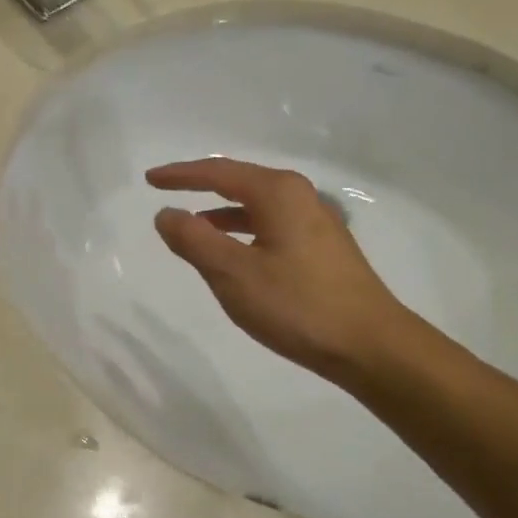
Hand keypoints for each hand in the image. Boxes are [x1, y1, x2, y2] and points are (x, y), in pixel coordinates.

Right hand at [147, 157, 412, 385]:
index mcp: (277, 193)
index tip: (149, 180)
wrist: (368, 345)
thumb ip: (194, 240)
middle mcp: (300, 197)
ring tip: (191, 228)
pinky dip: (242, 233)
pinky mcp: (322, 250)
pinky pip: (270, 227)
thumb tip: (166, 214)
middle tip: (168, 194)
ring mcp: (315, 223)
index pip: (218, 172)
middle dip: (201, 188)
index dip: (180, 175)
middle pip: (240, 182)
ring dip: (221, 214)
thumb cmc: (296, 305)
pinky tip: (232, 254)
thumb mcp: (233, 273)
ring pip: (256, 207)